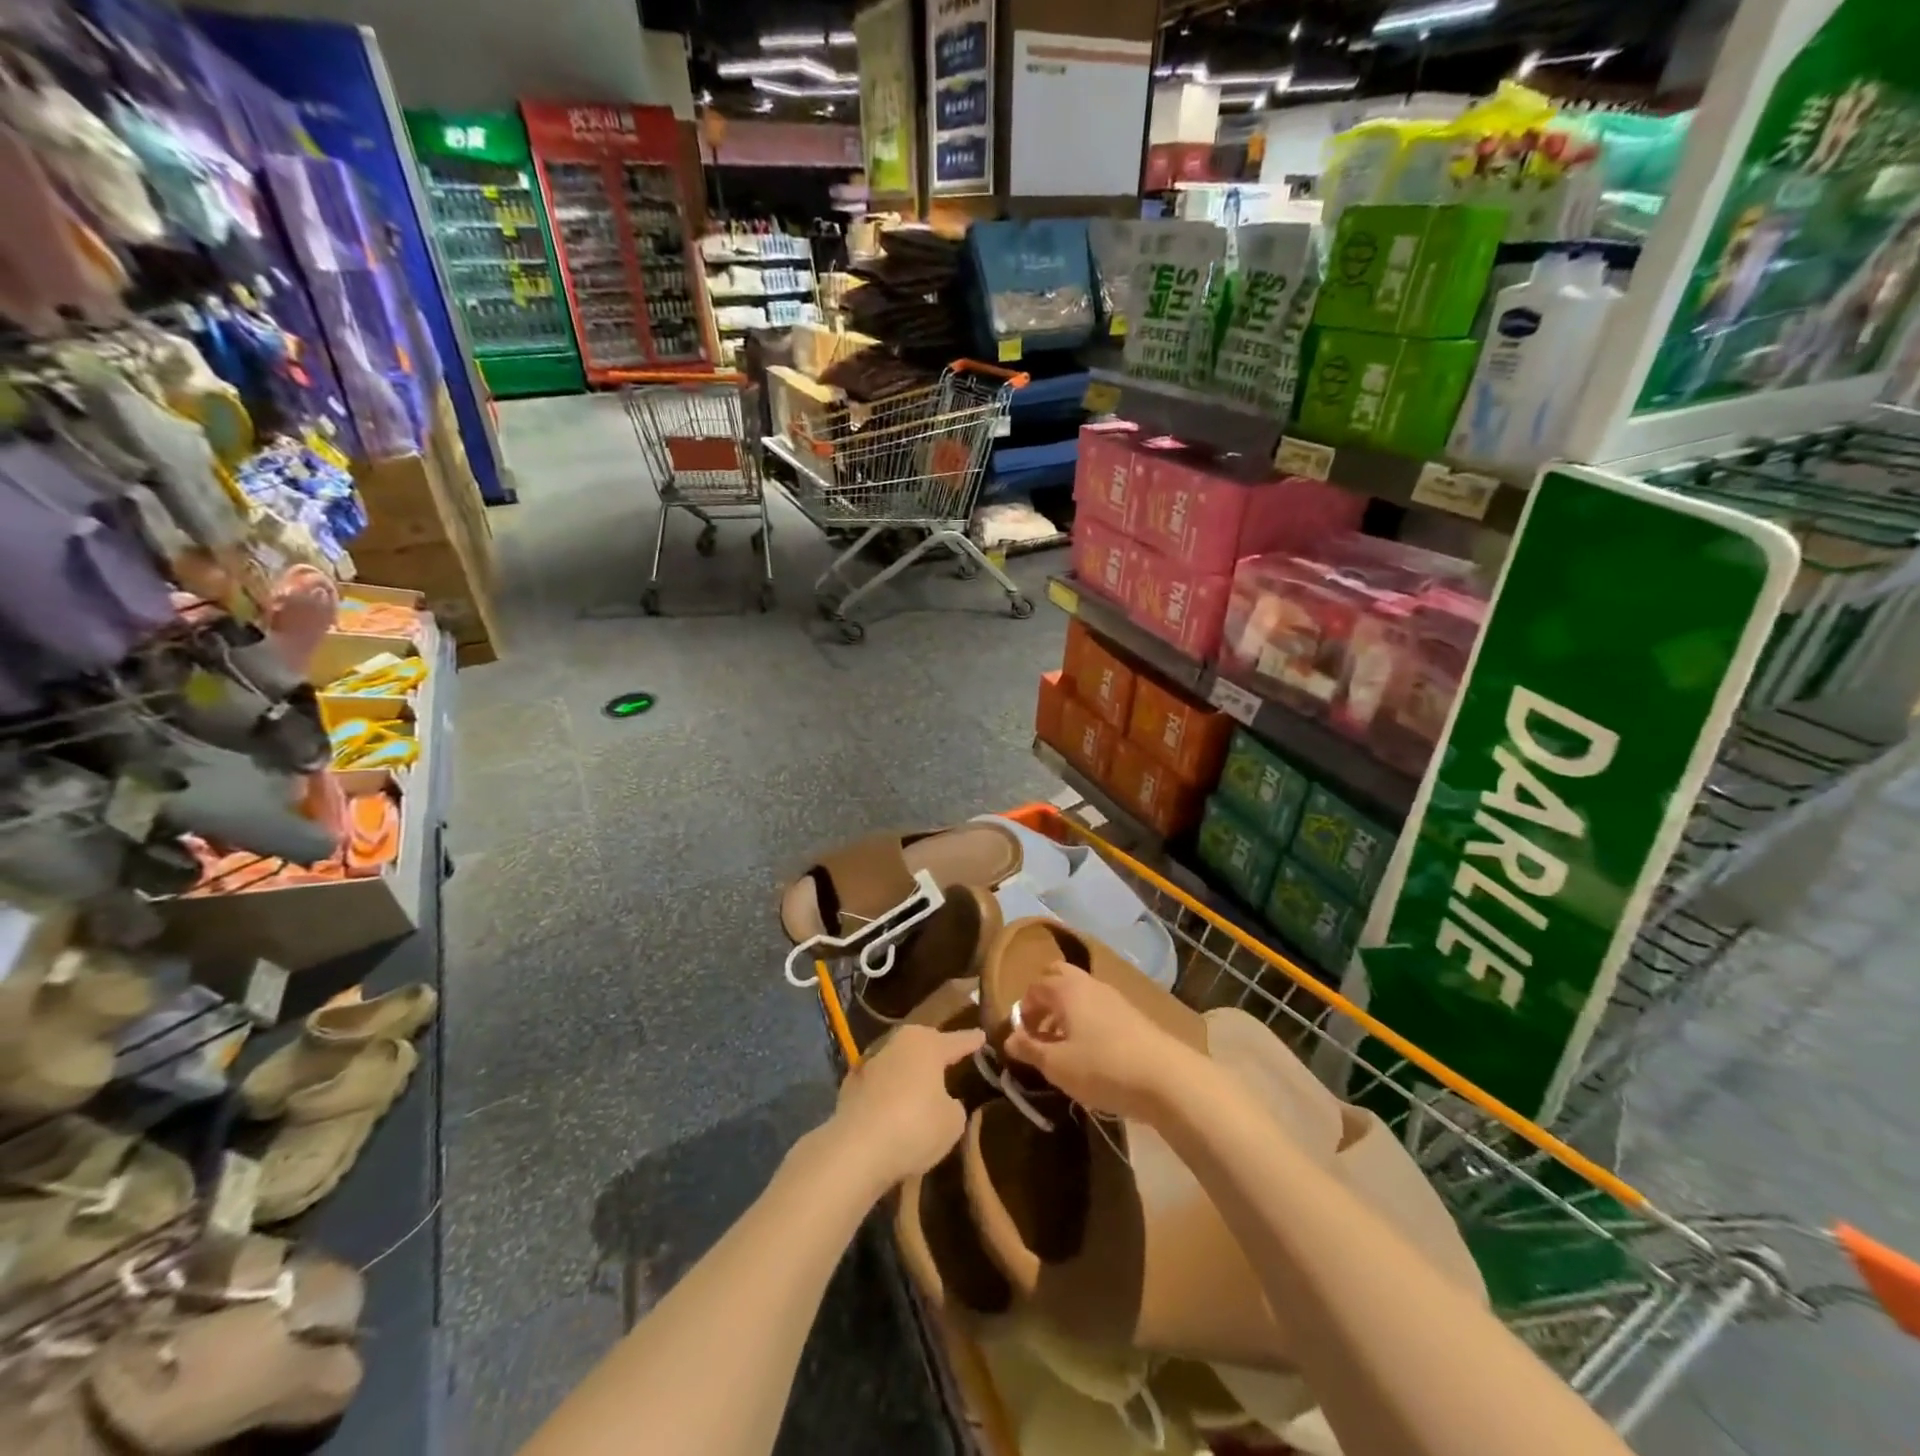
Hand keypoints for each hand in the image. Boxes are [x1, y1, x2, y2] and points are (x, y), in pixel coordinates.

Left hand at [828, 1024, 984, 1190]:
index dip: (971, 1041)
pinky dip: (889, 1092)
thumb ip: (953, 1106)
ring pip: (899, 1061)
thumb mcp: (952, 1122)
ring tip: (923, 1084)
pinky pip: (880, 1084)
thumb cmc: (915, 1126)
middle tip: (950, 1058)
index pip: (956, 1041)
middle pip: (923, 1044)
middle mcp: (898, 1044)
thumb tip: (944, 1101)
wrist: (856, 1148)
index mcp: (927, 1045)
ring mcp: (871, 1063)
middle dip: (936, 1050)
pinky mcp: (851, 1086)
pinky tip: (895, 1106)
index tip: (981, 1035)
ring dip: (910, 1072)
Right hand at [1003, 965, 1192, 1119]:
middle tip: (1040, 1031)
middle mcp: (1087, 983)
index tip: (1021, 1039)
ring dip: (1065, 1011)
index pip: (1033, 988)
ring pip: (1079, 992)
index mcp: (1065, 989)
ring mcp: (1112, 995)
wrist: (1165, 1077)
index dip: (1022, 1011)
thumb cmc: (1102, 1067)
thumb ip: (1029, 1049)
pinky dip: (1085, 1019)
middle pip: (1058, 977)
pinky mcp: (1131, 1013)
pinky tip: (1090, 1050)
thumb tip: (1009, 1038)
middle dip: (1044, 999)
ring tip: (1063, 1046)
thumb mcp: (1057, 1065)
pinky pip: (1097, 1006)